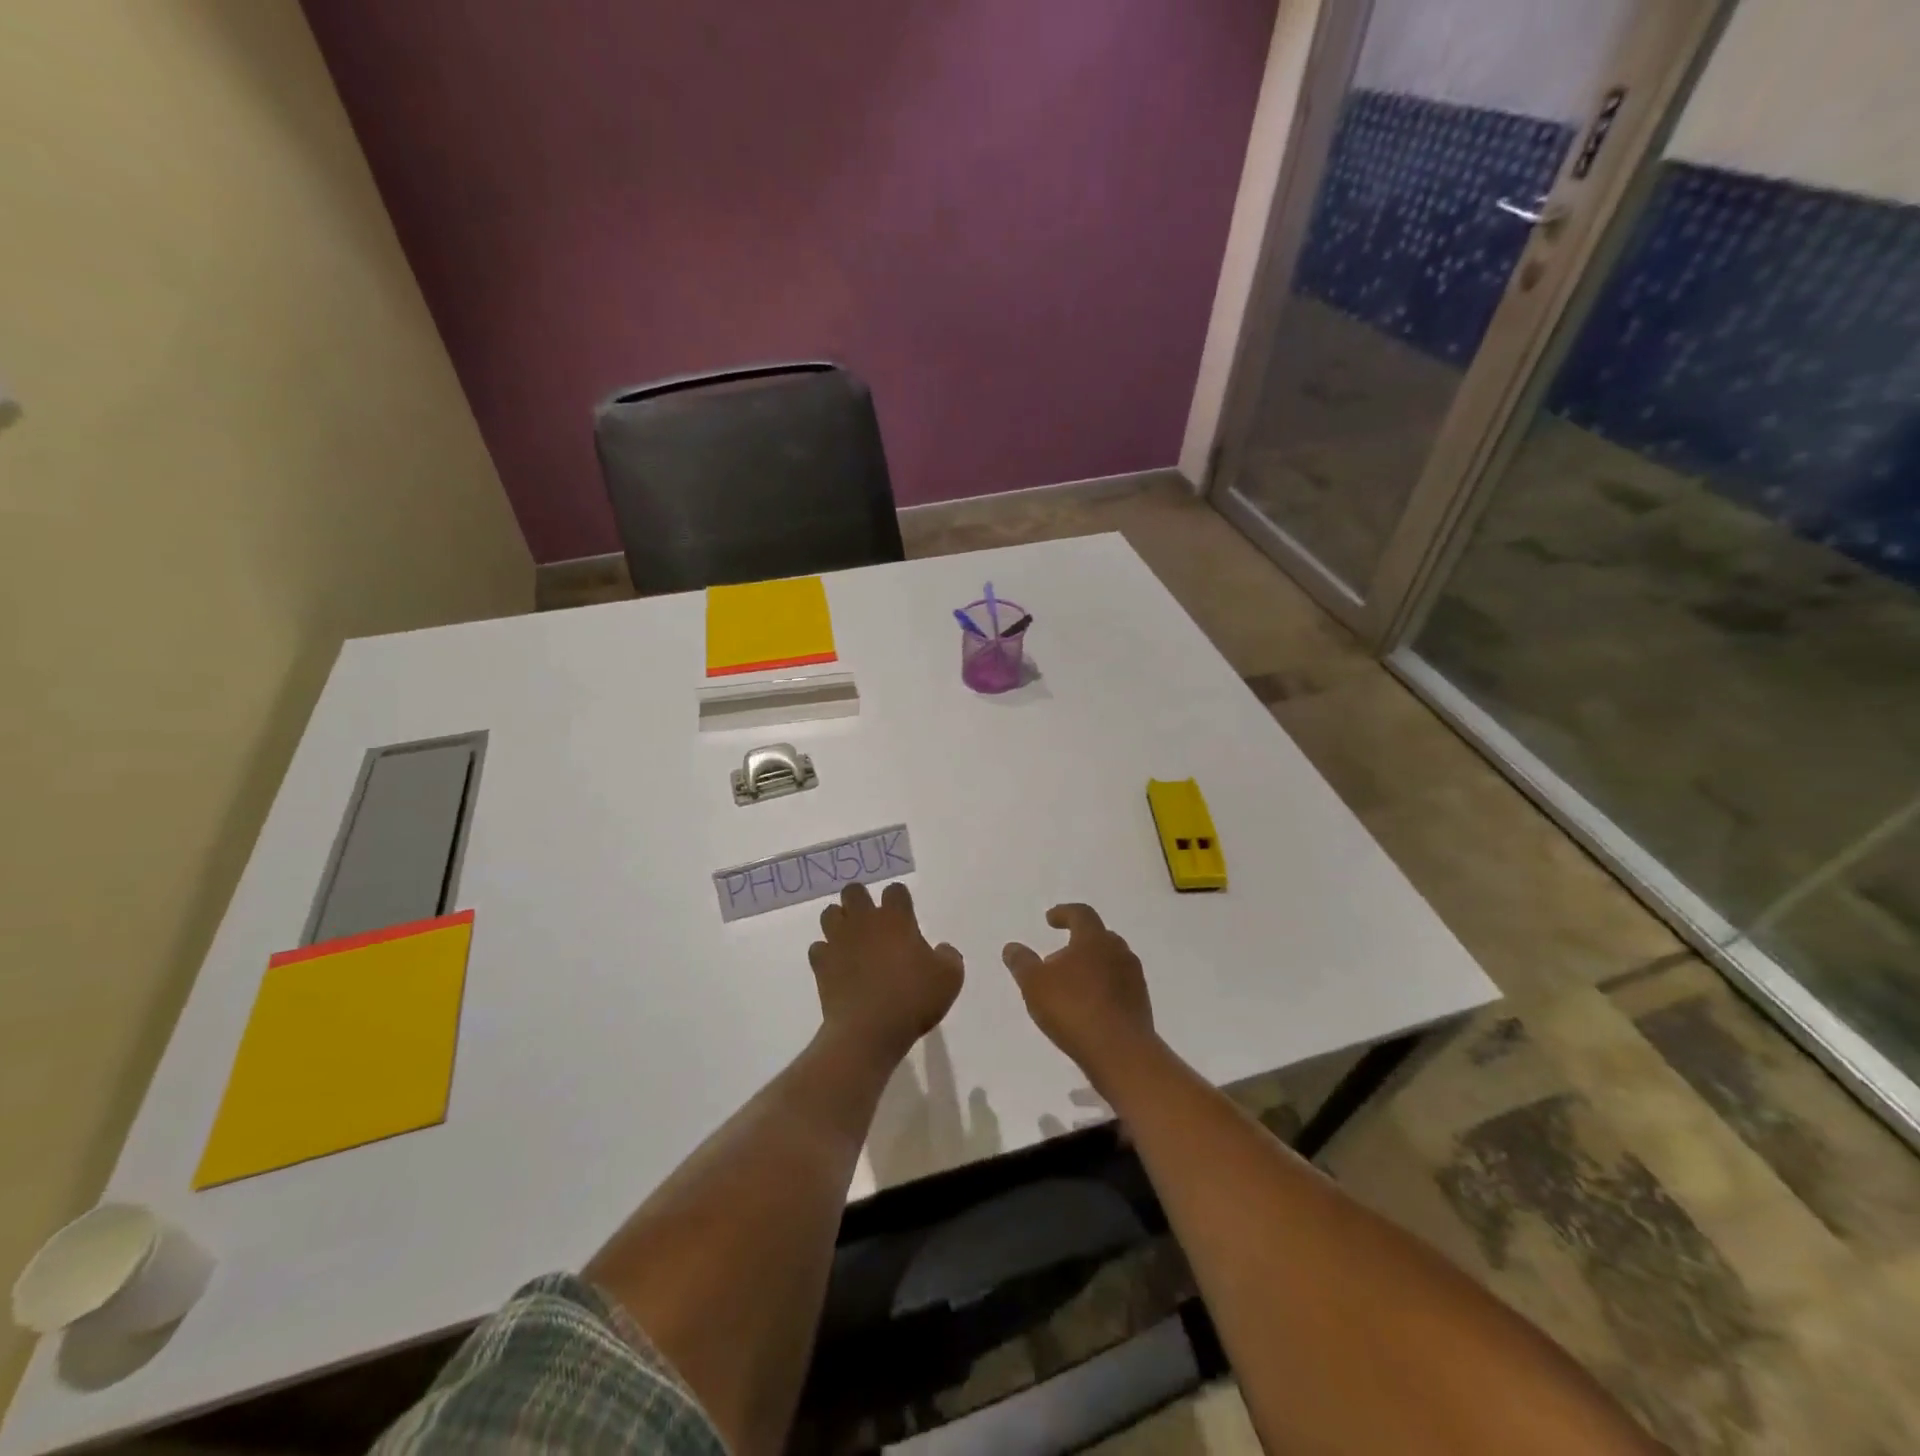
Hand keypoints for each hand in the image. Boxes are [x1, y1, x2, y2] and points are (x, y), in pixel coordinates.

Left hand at [809, 882, 962, 1063]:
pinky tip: (836, 966)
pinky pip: (818, 948)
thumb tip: (942, 949)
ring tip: (851, 939)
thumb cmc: (913, 999)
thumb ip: (949, 957)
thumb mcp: (950, 979)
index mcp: (896, 918)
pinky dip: (826, 953)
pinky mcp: (821, 964)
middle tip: (873, 922)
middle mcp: (864, 921)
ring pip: (830, 913)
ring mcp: (838, 941)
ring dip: (839, 921)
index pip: (895, 890)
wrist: (868, 1031)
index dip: (899, 899)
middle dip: (861, 900)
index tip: (905, 916)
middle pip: (854, 891)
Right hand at [1002, 904, 1155, 1078]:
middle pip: (1099, 937)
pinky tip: (1089, 1006)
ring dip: (1092, 966)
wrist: (1121, 1052)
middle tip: (1060, 955)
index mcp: (1094, 939)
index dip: (1064, 913)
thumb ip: (1022, 963)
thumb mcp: (1034, 984)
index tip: (1050, 919)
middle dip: (1079, 942)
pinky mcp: (1141, 1004)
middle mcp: (1119, 951)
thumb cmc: (1073, 1009)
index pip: (1081, 914)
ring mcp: (1134, 978)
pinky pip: (1119, 986)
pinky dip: (1103, 988)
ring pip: (1111, 961)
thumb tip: (1012, 947)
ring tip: (1072, 984)